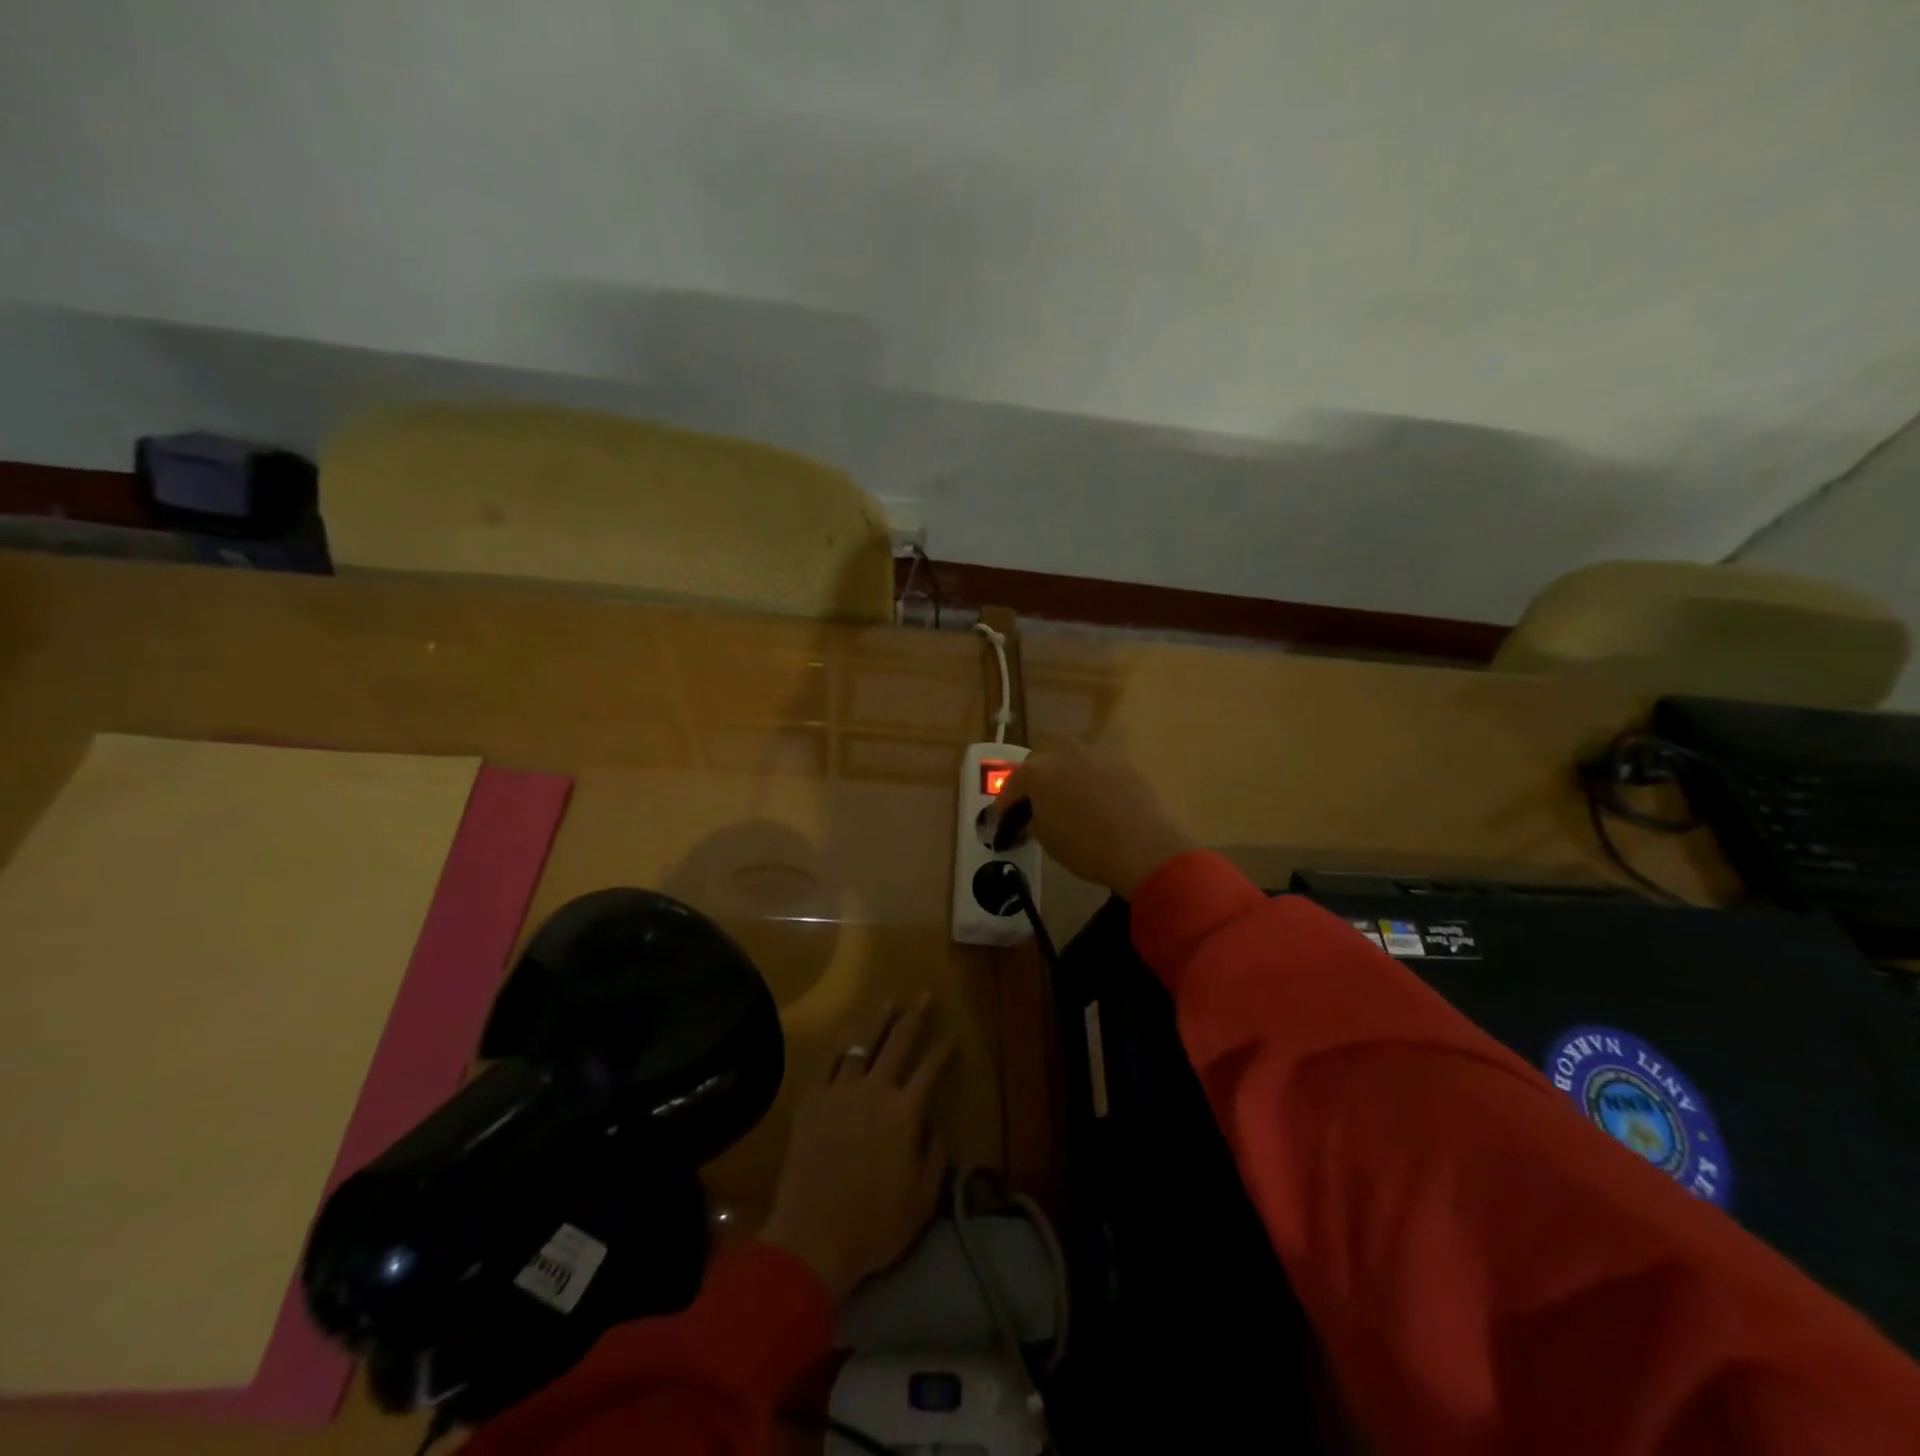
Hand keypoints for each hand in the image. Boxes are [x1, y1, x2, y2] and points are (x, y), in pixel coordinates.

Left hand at [760, 995, 954, 1300]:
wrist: (812, 1236)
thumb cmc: (873, 1225)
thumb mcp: (921, 1200)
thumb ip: (935, 1157)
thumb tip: (936, 1126)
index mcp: (905, 1113)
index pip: (930, 1069)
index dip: (944, 1049)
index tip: (953, 1034)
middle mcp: (875, 1091)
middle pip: (899, 1043)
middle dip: (915, 1017)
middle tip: (924, 996)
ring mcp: (840, 1092)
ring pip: (862, 1044)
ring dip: (878, 1022)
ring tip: (889, 1003)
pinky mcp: (812, 1101)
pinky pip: (829, 1064)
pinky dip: (842, 1049)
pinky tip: (847, 1040)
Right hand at [986, 742, 1195, 896]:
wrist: (1141, 846)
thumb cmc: (1083, 845)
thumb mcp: (1044, 837)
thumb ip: (1031, 818)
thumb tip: (1032, 814)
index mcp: (1036, 770)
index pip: (1012, 786)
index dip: (1005, 805)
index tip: (1003, 821)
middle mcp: (1063, 752)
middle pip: (1040, 762)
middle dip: (1034, 782)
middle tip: (1035, 806)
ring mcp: (1095, 753)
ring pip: (1070, 760)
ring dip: (1063, 776)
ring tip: (1066, 801)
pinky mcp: (1123, 763)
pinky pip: (1096, 769)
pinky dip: (1090, 782)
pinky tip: (1095, 803)